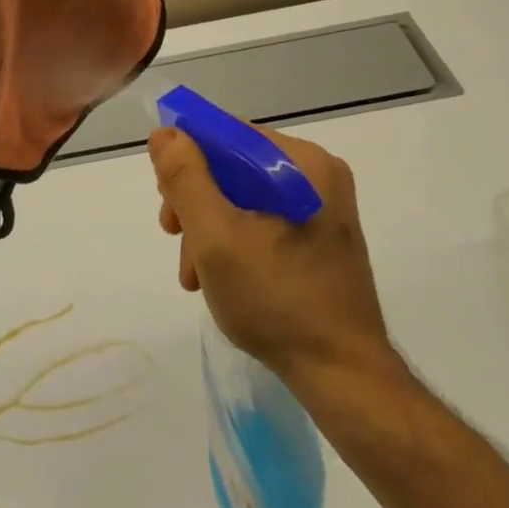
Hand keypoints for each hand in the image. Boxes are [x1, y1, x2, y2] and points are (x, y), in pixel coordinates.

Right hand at [149, 123, 396, 381]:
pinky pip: (262, 218)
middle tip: (174, 237)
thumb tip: (165, 133)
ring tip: (194, 274)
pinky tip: (216, 277)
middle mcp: (317, 175)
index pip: (227, 133)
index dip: (186, 158)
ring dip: (208, 228)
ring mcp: (322, 207)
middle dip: (195, 201)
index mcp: (302, 163)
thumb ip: (186, 178)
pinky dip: (233, 240)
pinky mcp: (320, 235)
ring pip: (242, 195)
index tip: (166, 199)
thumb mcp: (215, 236)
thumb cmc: (275, 300)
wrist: (342, 374)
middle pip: (233, 165)